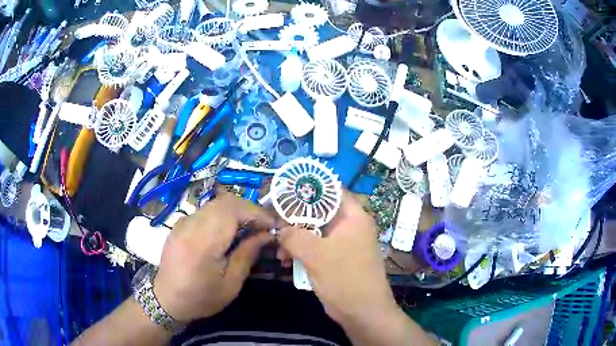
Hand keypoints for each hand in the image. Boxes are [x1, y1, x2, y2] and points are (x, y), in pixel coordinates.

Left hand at [153, 190, 275, 322]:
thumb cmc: (201, 298)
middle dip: (249, 210)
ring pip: (216, 203)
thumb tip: (266, 235)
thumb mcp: (231, 285)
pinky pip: (206, 210)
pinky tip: (228, 232)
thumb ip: (247, 255)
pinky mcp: (180, 223)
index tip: (272, 225)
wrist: (166, 299)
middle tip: (263, 227)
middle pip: (225, 201)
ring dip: (237, 212)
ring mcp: (183, 221)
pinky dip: (223, 215)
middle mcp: (190, 225)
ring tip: (249, 229)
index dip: (256, 212)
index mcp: (202, 243)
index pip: (232, 210)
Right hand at [278, 191, 398, 325]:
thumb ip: (294, 236)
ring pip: (315, 232)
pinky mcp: (337, 259)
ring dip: (296, 239)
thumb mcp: (316, 255)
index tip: (284, 193)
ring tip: (279, 252)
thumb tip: (280, 229)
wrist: (363, 312)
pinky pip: (316, 248)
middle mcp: (350, 226)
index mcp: (353, 217)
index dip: (307, 189)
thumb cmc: (345, 278)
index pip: (330, 191)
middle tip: (275, 226)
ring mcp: (343, 244)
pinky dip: (302, 252)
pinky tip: (286, 262)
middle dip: (295, 220)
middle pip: (319, 212)